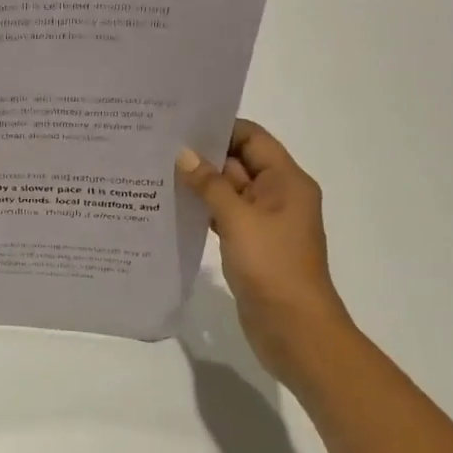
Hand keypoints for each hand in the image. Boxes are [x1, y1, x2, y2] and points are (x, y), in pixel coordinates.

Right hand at [176, 120, 351, 380]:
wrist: (294, 328)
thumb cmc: (272, 266)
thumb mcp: (238, 219)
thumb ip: (210, 184)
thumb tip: (183, 154)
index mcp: (286, 181)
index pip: (252, 138)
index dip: (220, 128)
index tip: (180, 124)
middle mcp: (278, 195)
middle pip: (239, 162)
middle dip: (203, 155)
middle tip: (159, 146)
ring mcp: (264, 222)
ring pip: (228, 191)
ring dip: (200, 184)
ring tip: (157, 172)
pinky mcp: (251, 244)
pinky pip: (224, 216)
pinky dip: (203, 210)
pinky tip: (172, 206)